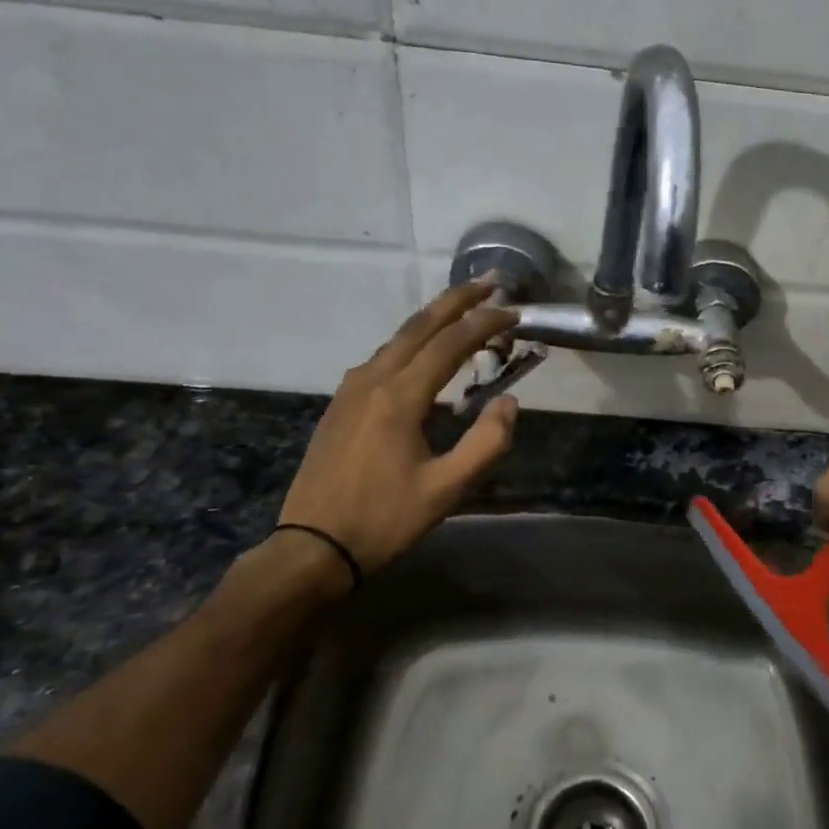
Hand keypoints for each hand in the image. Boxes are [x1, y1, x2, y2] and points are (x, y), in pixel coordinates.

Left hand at [277, 282, 519, 574]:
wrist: (312, 546)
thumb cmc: (385, 519)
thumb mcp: (447, 490)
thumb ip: (487, 443)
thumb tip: (508, 402)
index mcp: (400, 396)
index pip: (451, 343)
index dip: (486, 323)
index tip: (515, 313)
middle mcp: (372, 380)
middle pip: (419, 326)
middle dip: (457, 300)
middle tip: (490, 283)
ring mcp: (351, 390)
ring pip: (397, 340)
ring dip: (434, 321)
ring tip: (464, 313)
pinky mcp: (341, 405)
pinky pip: (383, 359)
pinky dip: (412, 344)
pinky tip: (424, 358)